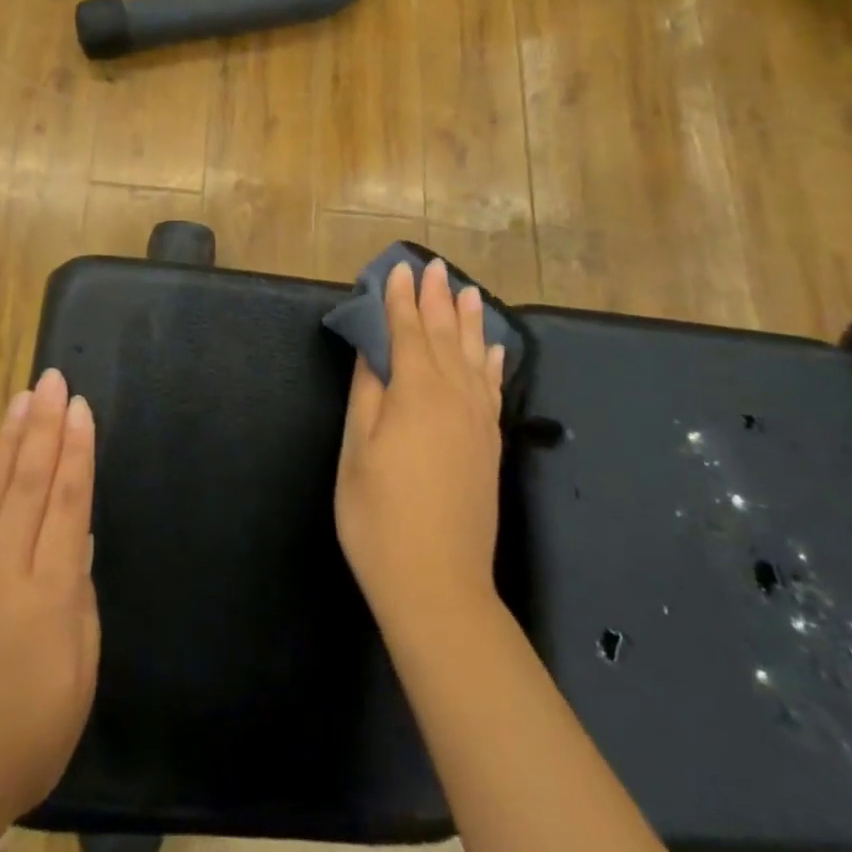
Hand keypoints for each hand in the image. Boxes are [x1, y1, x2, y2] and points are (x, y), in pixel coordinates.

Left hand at [0, 369, 99, 833]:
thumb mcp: (78, 676)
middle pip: (26, 481)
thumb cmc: (23, 736)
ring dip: (8, 436)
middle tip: (52, 379)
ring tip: (22, 396)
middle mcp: (0, 567)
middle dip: (43, 425)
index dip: (76, 451)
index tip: (81, 407)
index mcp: (46, 593)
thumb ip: (79, 600)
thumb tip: (76, 537)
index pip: (66, 503)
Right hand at [335, 259, 504, 637]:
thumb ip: (367, 393)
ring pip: (474, 358)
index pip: (409, 333)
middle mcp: (454, 398)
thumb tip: (372, 349)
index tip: (398, 269)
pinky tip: (493, 350)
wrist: (437, 585)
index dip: (400, 300)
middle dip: (436, 300)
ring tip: (468, 292)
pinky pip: (492, 389)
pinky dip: (492, 363)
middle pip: (445, 337)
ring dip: (469, 322)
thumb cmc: (380, 516)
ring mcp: (478, 423)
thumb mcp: (358, 451)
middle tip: (434, 266)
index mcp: (417, 395)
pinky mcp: (490, 446)